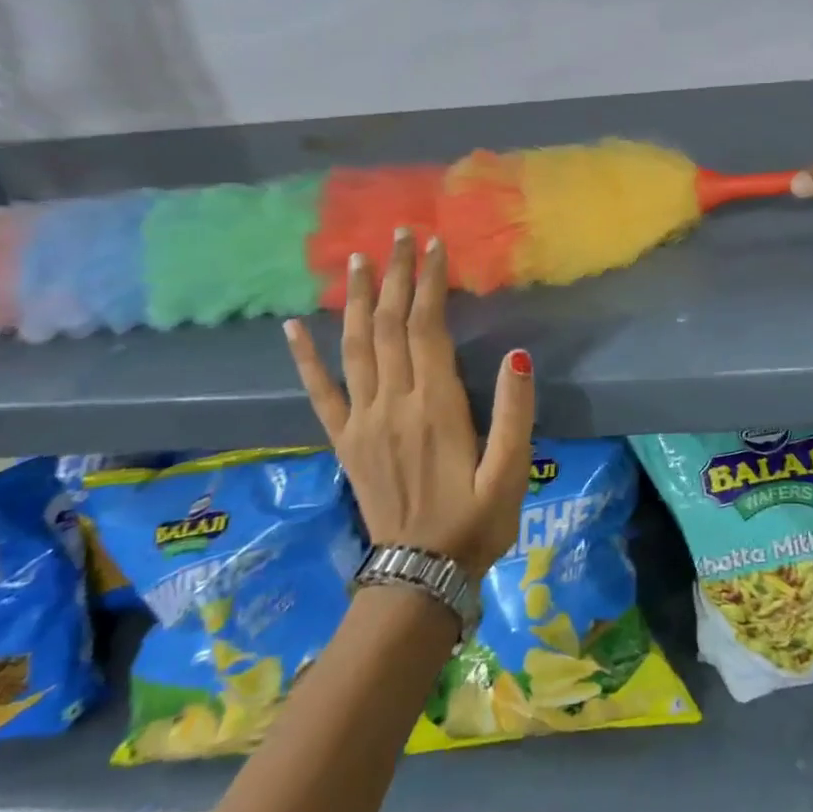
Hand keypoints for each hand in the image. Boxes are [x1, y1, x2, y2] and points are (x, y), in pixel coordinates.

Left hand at [283, 230, 534, 578]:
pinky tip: (294, 327)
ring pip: (356, 346)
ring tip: (358, 260)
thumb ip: (516, 413)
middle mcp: (393, 403)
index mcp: (435, 407)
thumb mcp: (512, 473)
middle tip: (400, 234)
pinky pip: (320, 392)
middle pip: (389, 325)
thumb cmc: (476, 522)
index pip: (427, 328)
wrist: (420, 576)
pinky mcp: (344, 441)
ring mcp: (362, 421)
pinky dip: (305, 358)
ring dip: (357, 300)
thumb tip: (518, 356)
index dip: (429, 283)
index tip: (434, 245)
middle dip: (395, 276)